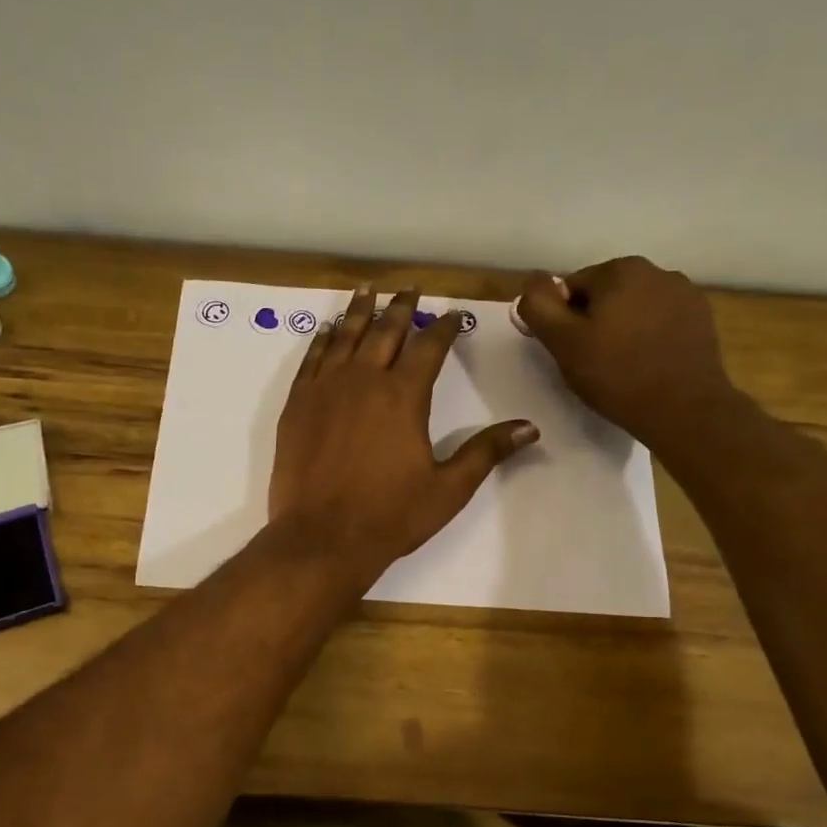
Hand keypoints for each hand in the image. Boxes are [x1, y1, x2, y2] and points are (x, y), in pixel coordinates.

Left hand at [268, 285, 538, 583]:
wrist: (321, 538)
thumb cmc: (390, 516)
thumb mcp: (448, 488)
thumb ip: (486, 452)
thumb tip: (530, 428)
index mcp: (404, 396)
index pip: (429, 347)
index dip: (444, 327)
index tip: (454, 315)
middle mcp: (363, 381)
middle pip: (385, 331)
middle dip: (402, 307)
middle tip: (411, 288)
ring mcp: (325, 389)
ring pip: (345, 336)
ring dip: (359, 311)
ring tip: (368, 289)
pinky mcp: (297, 405)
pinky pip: (311, 359)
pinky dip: (323, 340)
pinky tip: (328, 330)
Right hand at [515, 257, 738, 454]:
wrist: (684, 409)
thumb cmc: (617, 375)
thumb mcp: (563, 343)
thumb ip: (539, 306)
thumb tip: (533, 283)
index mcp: (619, 270)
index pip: (572, 288)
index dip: (563, 321)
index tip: (571, 351)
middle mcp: (656, 270)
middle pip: (605, 295)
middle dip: (594, 322)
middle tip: (593, 362)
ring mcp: (685, 293)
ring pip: (634, 307)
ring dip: (623, 328)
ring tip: (622, 366)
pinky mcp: (702, 318)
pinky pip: (661, 321)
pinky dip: (649, 337)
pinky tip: (648, 365)